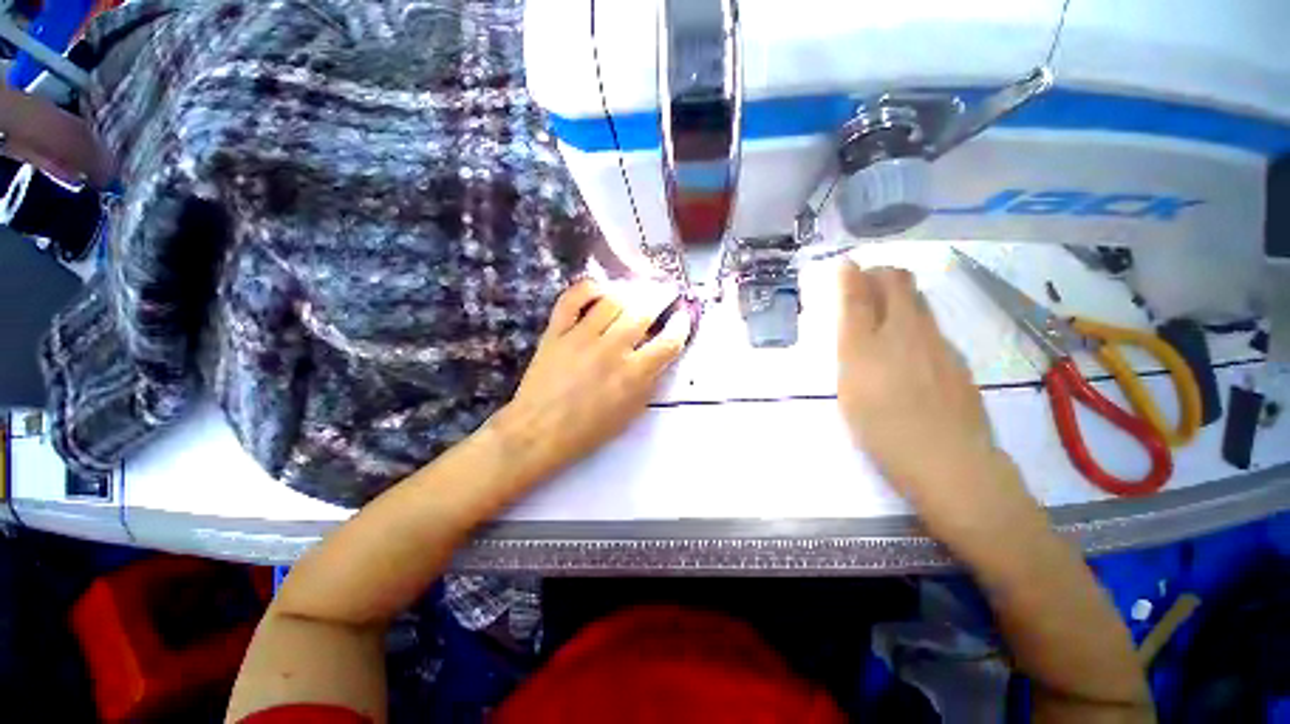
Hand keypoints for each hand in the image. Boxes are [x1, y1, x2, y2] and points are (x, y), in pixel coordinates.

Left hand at [490, 279, 692, 484]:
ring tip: (636, 291)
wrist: (539, 432)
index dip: (681, 325)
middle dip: (660, 297)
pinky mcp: (556, 331)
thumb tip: (659, 354)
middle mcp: (612, 349)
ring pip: (612, 300)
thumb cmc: (588, 430)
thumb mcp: (630, 413)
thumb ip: (648, 382)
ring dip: (629, 292)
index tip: (683, 317)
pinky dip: (588, 288)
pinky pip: (572, 299)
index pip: (668, 342)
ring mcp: (582, 337)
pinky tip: (600, 289)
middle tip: (665, 291)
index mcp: (633, 374)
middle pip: (643, 312)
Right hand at [836, 260, 1021, 512]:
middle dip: (880, 274)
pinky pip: (931, 324)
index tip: (847, 265)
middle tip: (866, 280)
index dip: (852, 275)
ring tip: (885, 305)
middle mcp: (905, 332)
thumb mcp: (850, 391)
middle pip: (898, 282)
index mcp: (869, 343)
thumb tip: (856, 327)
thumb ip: (851, 352)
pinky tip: (909, 343)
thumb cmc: (883, 431)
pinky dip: (915, 318)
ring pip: (919, 300)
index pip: (860, 294)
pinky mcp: (956, 359)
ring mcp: (937, 343)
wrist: (950, 462)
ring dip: (899, 292)